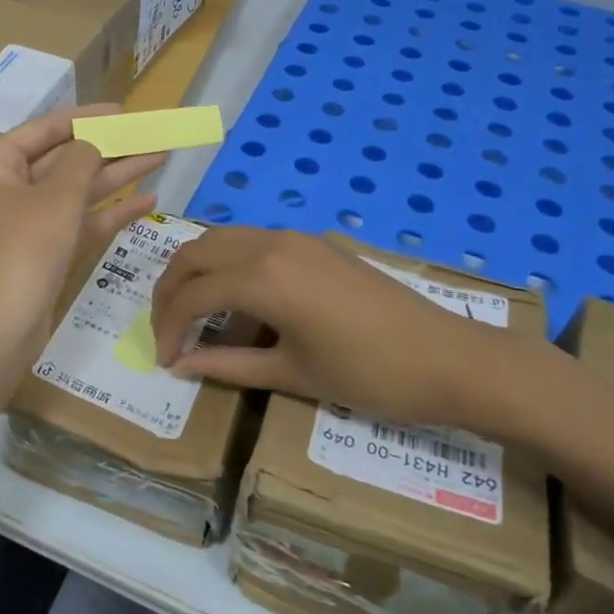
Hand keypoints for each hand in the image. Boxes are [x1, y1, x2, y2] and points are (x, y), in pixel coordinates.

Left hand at [0, 105, 163, 361]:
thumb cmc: (23, 250)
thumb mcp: (57, 196)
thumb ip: (82, 159)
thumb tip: (95, 141)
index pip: (44, 130)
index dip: (86, 118)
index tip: (124, 112)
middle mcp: (6, 189)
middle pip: (64, 160)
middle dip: (108, 148)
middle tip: (150, 134)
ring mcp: (25, 223)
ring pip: (77, 191)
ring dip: (116, 176)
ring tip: (159, 157)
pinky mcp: (44, 252)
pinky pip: (80, 223)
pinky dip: (110, 213)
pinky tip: (148, 201)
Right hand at [150, 228, 546, 437]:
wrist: (448, 358)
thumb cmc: (368, 374)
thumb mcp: (291, 375)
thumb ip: (227, 365)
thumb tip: (181, 365)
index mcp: (261, 277)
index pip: (192, 295)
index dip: (168, 327)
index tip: (165, 360)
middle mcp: (271, 244)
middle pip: (196, 252)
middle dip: (171, 289)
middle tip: (166, 329)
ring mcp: (295, 238)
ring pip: (222, 240)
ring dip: (199, 272)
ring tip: (194, 316)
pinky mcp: (315, 244)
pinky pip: (253, 244)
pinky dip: (230, 267)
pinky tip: (240, 305)